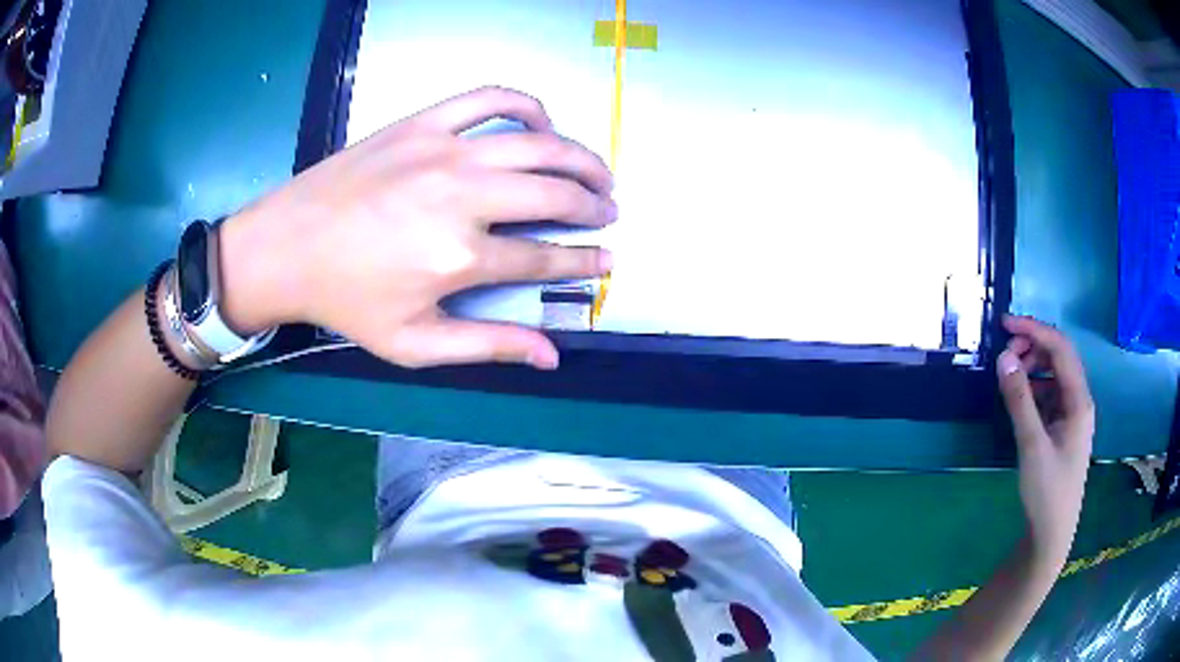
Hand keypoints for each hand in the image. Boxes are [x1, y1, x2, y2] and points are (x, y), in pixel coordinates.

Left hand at [219, 87, 616, 368]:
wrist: (286, 246)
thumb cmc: (346, 300)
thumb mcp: (413, 344)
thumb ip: (486, 347)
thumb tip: (552, 355)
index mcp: (460, 258)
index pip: (547, 257)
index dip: (587, 260)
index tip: (609, 259)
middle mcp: (463, 197)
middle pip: (555, 193)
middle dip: (595, 205)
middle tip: (609, 212)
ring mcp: (444, 151)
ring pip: (539, 144)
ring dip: (582, 157)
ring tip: (598, 172)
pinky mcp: (423, 122)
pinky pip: (491, 99)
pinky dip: (528, 105)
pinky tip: (542, 122)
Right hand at [996, 315, 1094, 567]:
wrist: (1051, 534)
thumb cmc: (1047, 491)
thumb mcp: (1032, 445)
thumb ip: (1019, 400)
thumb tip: (1004, 357)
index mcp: (1079, 400)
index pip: (1060, 349)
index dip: (1034, 330)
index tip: (1005, 325)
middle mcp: (1079, 401)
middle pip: (1059, 358)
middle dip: (1033, 348)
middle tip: (1005, 356)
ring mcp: (1072, 416)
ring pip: (1054, 376)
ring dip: (1033, 368)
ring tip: (1009, 376)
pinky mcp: (1063, 430)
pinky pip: (1050, 396)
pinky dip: (1034, 390)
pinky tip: (1020, 400)